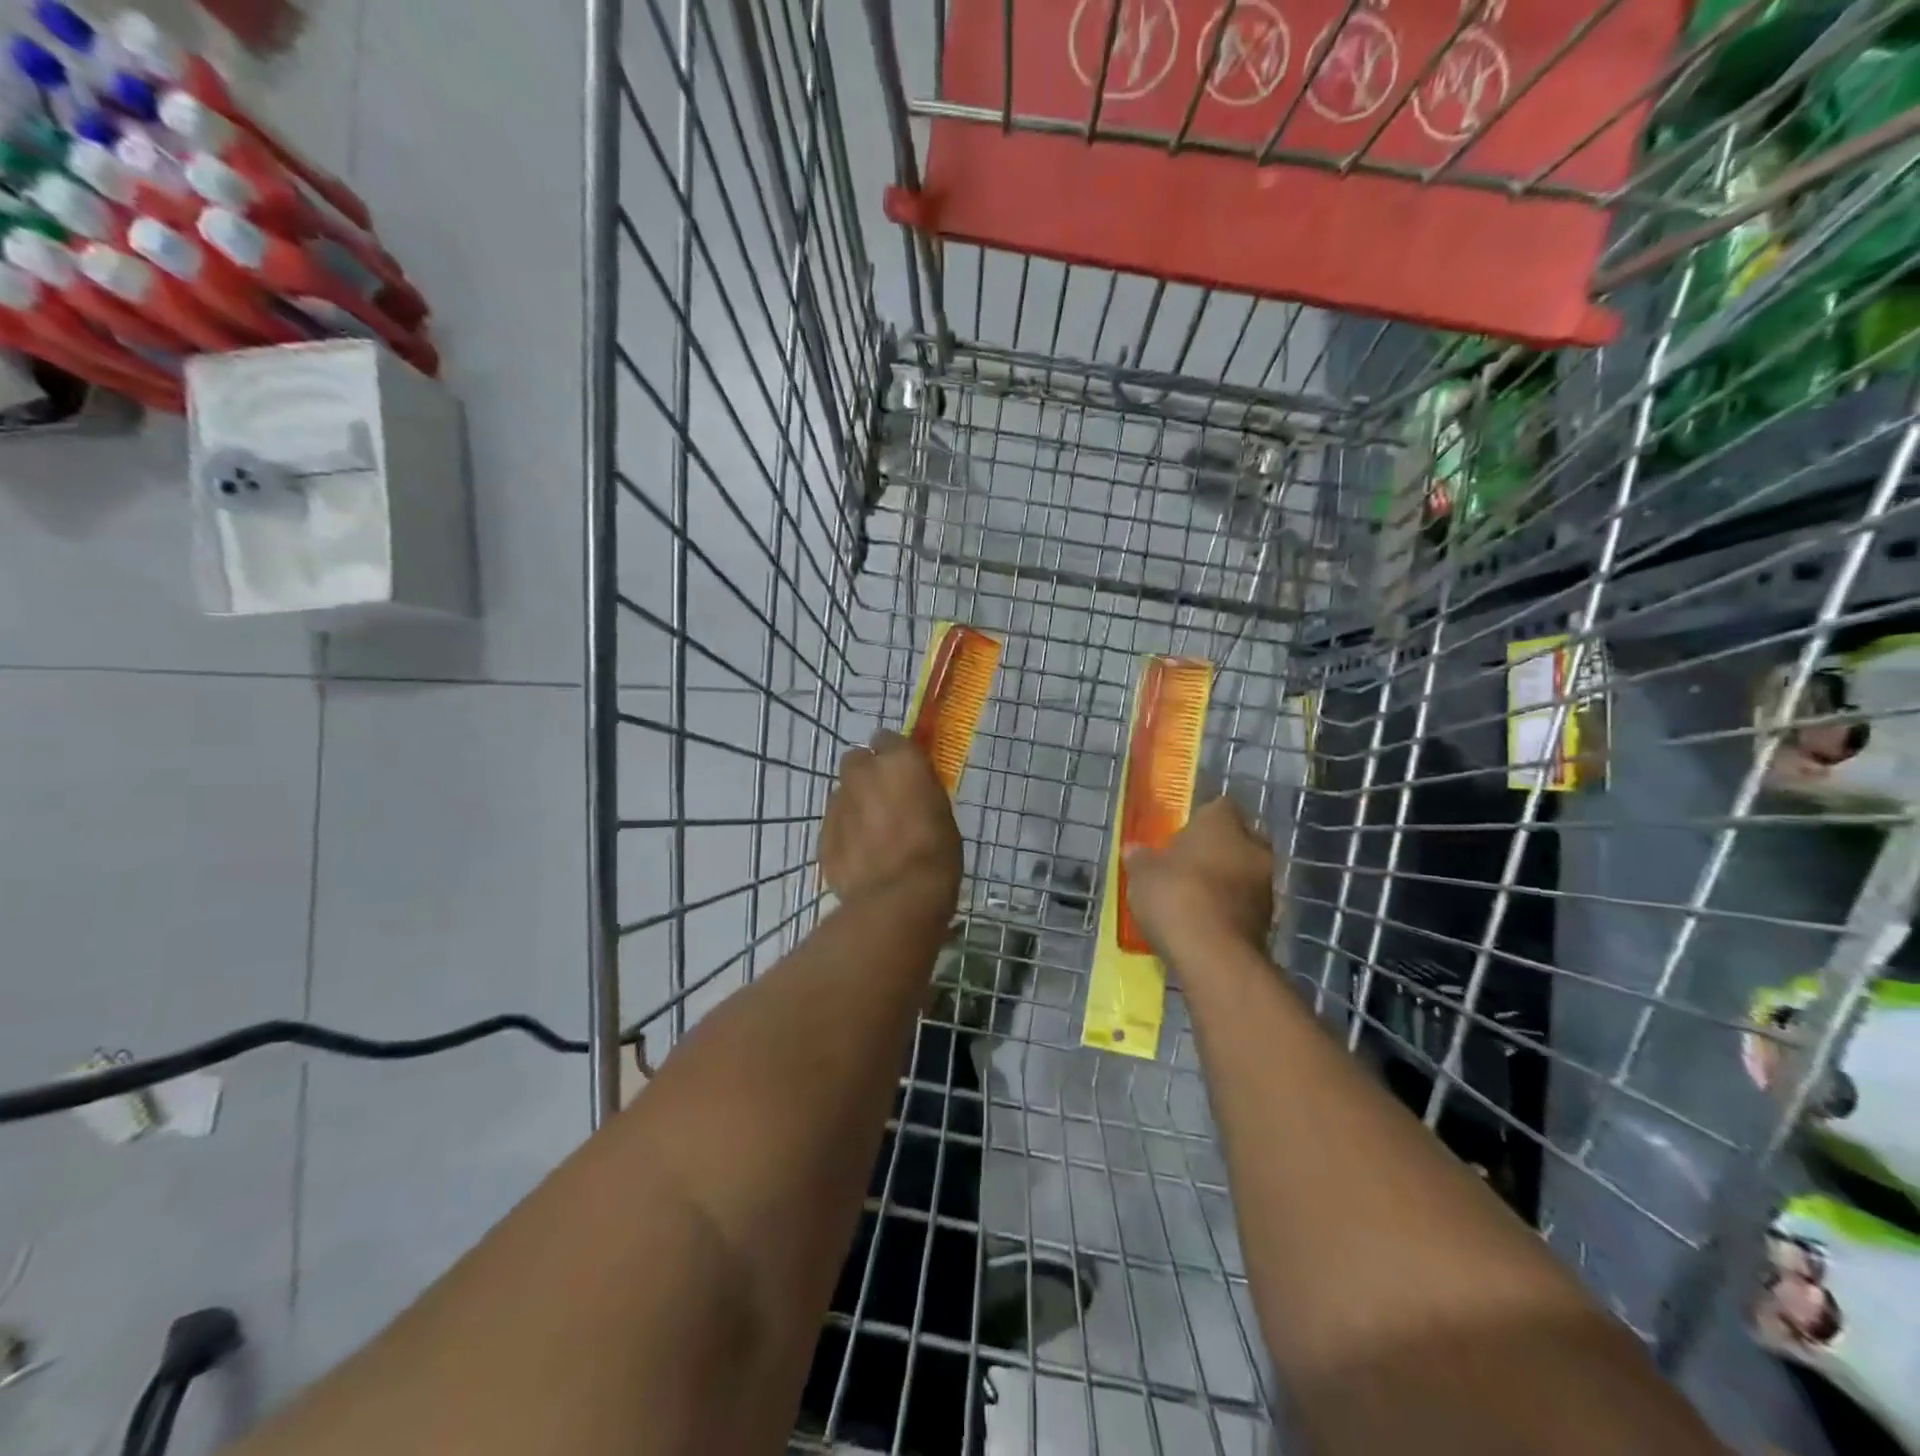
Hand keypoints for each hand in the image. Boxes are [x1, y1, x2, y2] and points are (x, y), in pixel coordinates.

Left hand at [821, 731, 962, 910]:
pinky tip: (861, 858)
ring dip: (855, 805)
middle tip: (885, 800)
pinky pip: (834, 826)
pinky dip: (844, 835)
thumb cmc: (935, 853)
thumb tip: (909, 788)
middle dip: (867, 774)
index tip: (903, 770)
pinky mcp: (823, 835)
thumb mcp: (941, 811)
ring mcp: (838, 804)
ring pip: (842, 794)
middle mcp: (863, 773)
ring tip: (873, 835)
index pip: (887, 738)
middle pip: (856, 760)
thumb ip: (919, 789)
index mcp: (899, 761)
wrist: (898, 898)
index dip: (894, 753)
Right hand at [1123, 796, 1274, 958]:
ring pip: (1245, 872)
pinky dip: (1230, 909)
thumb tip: (1135, 850)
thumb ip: (1140, 859)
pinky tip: (1207, 922)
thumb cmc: (1175, 897)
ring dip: (1227, 881)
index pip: (1218, 806)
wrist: (1214, 956)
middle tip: (1190, 864)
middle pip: (1237, 839)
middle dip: (1218, 850)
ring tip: (1196, 898)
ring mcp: (1266, 884)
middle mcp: (1252, 847)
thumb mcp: (1142, 875)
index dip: (1201, 819)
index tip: (1183, 834)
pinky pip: (1246, 903)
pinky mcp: (1269, 919)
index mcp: (1222, 824)